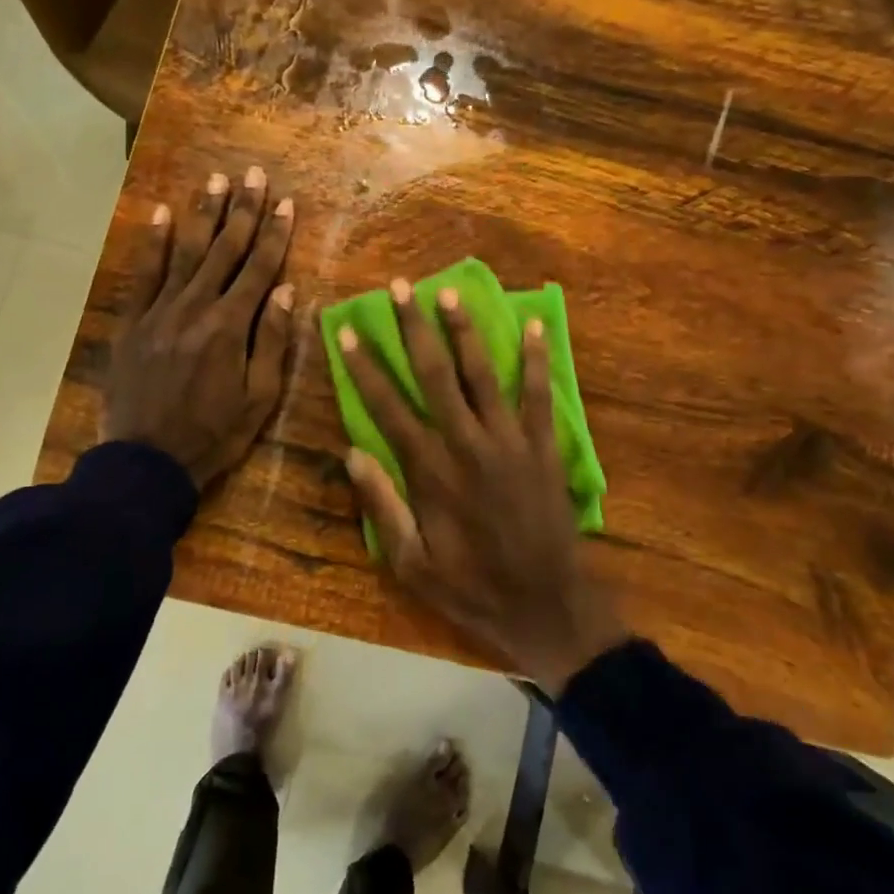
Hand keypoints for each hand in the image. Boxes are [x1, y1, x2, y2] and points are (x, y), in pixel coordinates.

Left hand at [101, 167, 296, 488]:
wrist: (147, 460)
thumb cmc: (213, 434)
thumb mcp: (259, 399)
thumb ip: (271, 343)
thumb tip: (286, 291)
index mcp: (231, 328)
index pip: (259, 270)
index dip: (274, 234)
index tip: (285, 202)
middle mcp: (196, 308)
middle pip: (224, 251)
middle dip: (242, 211)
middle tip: (253, 174)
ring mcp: (160, 311)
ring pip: (186, 252)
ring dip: (203, 214)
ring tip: (216, 180)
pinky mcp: (133, 322)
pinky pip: (144, 274)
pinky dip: (154, 242)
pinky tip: (163, 213)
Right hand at [337, 279, 626, 691]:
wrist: (546, 606)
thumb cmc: (471, 589)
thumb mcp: (411, 563)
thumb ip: (382, 506)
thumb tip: (352, 452)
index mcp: (430, 472)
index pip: (387, 407)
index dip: (364, 367)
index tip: (346, 331)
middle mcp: (468, 444)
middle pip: (435, 375)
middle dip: (414, 328)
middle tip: (399, 287)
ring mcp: (510, 442)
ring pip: (483, 374)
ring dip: (465, 332)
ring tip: (449, 293)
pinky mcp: (543, 447)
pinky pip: (539, 395)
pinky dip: (537, 360)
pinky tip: (534, 325)